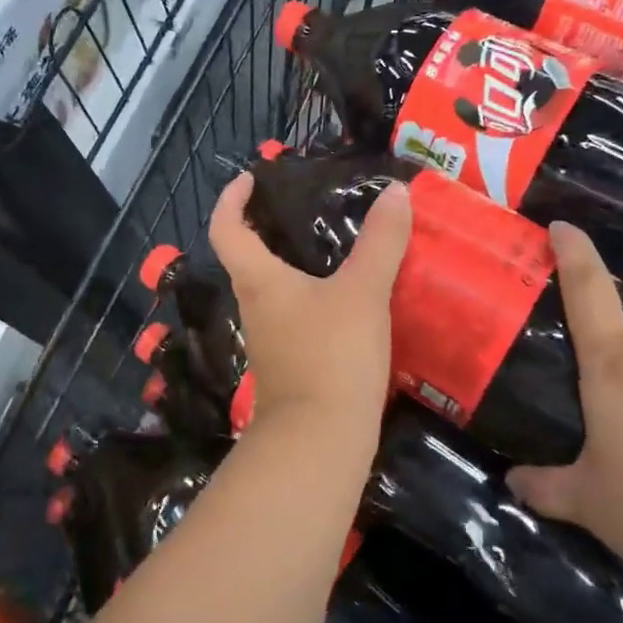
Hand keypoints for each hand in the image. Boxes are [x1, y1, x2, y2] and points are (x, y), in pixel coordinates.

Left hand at [207, 172, 410, 441]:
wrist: (321, 443)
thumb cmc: (331, 355)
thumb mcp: (363, 292)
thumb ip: (381, 242)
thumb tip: (396, 192)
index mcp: (259, 281)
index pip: (226, 229)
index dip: (231, 199)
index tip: (251, 179)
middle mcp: (256, 307)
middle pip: (249, 259)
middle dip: (269, 230)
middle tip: (307, 209)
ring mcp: (271, 341)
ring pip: (275, 291)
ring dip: (295, 267)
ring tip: (337, 249)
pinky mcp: (290, 367)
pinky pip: (297, 318)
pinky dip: (315, 300)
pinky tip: (349, 301)